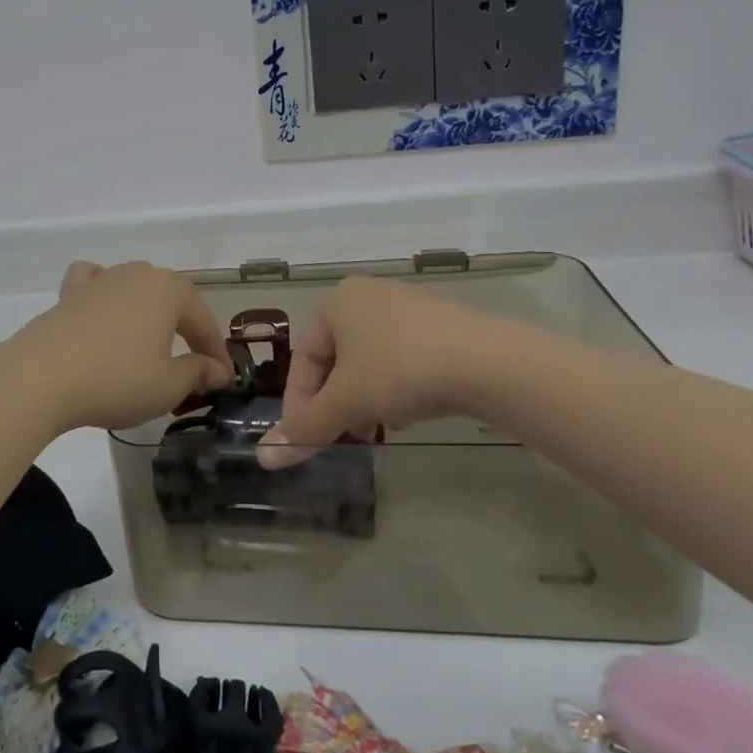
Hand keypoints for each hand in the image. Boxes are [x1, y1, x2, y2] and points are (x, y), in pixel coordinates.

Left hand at [0, 261, 236, 432]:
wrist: (41, 377)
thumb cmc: (116, 380)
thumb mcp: (168, 385)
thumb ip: (199, 372)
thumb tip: (218, 369)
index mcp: (168, 290)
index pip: (203, 321)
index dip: (217, 352)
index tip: (225, 379)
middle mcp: (136, 274)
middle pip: (172, 301)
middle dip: (186, 331)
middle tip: (194, 366)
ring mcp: (100, 280)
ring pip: (135, 289)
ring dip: (149, 314)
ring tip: (151, 344)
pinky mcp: (68, 294)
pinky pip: (94, 283)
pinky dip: (104, 292)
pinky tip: (103, 309)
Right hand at [257, 277, 500, 468]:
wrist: (488, 362)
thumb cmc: (400, 370)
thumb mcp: (346, 402)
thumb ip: (305, 428)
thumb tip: (264, 457)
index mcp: (336, 302)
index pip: (303, 357)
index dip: (299, 402)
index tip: (306, 438)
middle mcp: (367, 295)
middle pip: (335, 358)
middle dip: (334, 401)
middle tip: (341, 435)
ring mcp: (406, 305)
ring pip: (368, 359)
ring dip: (363, 396)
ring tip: (374, 427)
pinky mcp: (440, 323)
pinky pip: (401, 356)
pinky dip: (394, 385)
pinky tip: (408, 409)